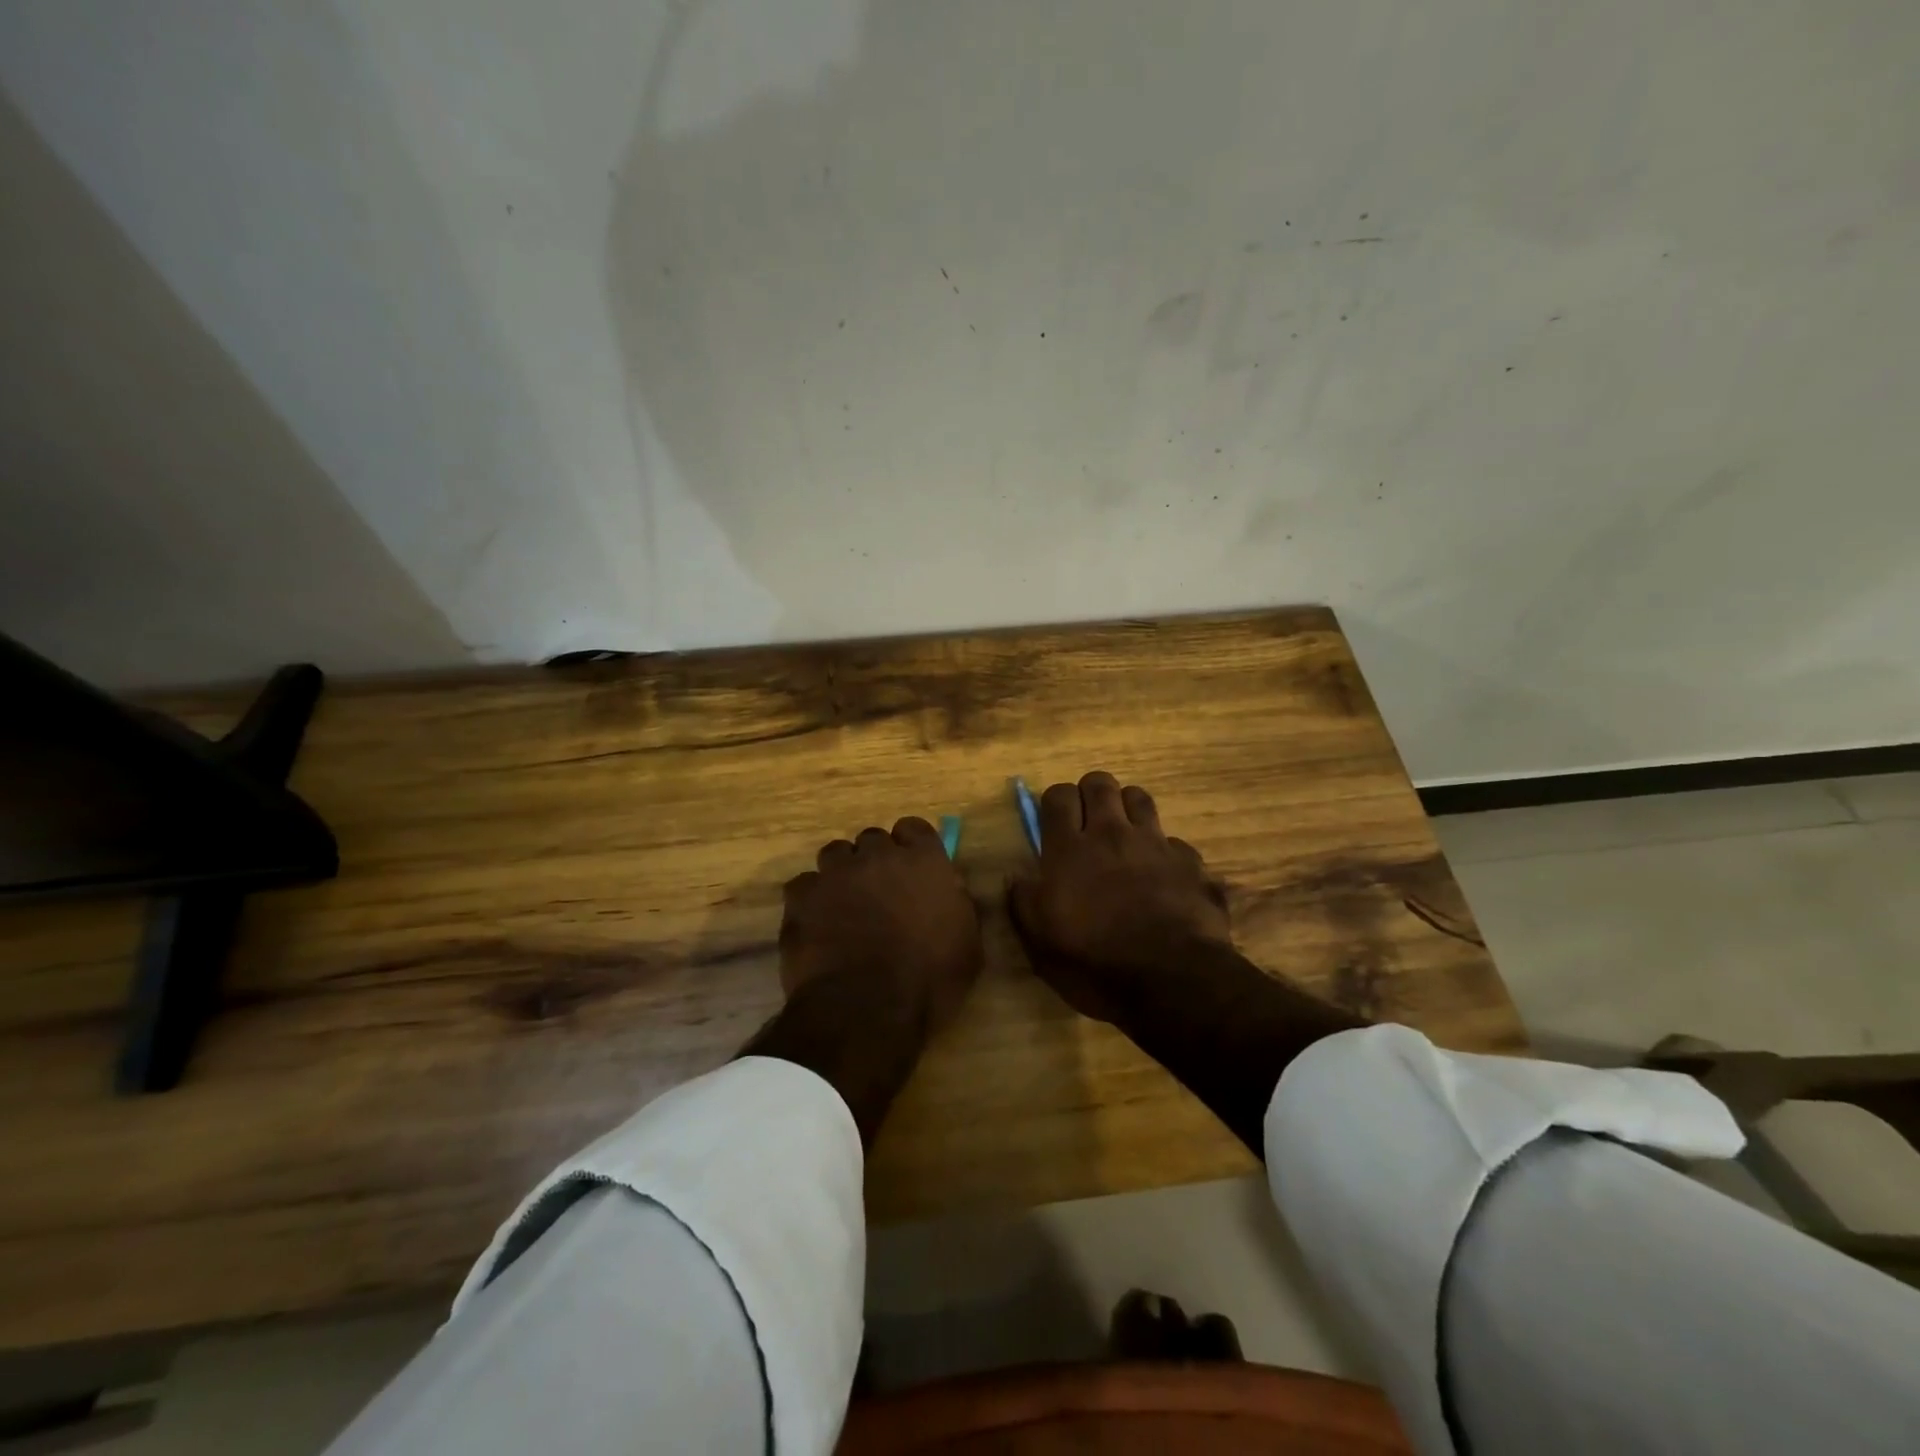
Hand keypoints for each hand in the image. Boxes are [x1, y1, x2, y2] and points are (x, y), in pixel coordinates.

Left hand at [781, 816, 983, 1034]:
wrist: (867, 1010)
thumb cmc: (929, 982)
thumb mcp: (968, 947)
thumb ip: (958, 907)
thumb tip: (949, 890)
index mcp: (924, 862)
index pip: (914, 828)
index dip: (911, 846)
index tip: (911, 870)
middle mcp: (879, 856)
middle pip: (873, 839)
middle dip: (875, 861)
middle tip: (878, 894)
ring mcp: (836, 873)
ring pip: (835, 854)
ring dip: (841, 873)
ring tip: (843, 906)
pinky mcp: (801, 897)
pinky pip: (804, 885)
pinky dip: (809, 900)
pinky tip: (816, 926)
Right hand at [1007, 771, 1363, 1154]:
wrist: (1172, 980)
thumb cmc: (1095, 962)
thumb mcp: (1040, 942)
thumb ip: (1023, 902)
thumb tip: (1015, 876)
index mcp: (1069, 849)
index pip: (1058, 795)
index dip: (1055, 801)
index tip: (1053, 821)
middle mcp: (1112, 834)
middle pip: (1100, 783)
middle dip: (1091, 793)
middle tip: (1087, 820)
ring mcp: (1155, 844)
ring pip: (1139, 798)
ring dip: (1127, 808)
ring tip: (1124, 834)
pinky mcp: (1190, 863)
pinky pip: (1174, 841)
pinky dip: (1164, 851)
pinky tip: (1162, 874)